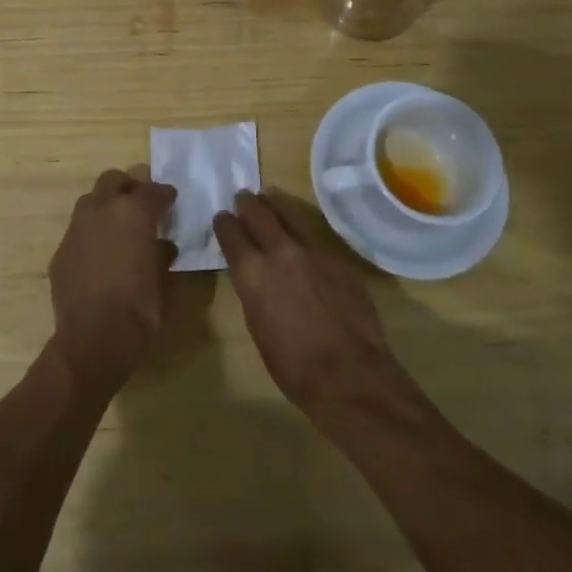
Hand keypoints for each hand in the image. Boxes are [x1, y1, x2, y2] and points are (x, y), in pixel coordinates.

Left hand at [48, 169, 178, 396]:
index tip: (171, 200)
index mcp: (132, 213)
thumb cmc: (139, 309)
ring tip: (119, 228)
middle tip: (141, 204)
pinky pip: (79, 232)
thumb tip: (163, 246)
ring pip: (91, 202)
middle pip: (113, 181)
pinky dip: (92, 235)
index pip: (152, 191)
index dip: (165, 194)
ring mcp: (76, 229)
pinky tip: (101, 256)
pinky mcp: (60, 251)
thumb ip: (163, 255)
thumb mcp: (165, 281)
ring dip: (107, 207)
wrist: (93, 339)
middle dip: (129, 187)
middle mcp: (101, 211)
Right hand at [214, 191, 414, 424]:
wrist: (350, 375)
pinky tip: (305, 244)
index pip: (231, 234)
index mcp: (252, 273)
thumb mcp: (258, 327)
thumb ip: (255, 292)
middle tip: (243, 196)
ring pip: (291, 216)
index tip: (222, 217)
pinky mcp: (339, 260)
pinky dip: (304, 237)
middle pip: (259, 214)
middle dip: (248, 203)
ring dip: (277, 206)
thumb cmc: (293, 366)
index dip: (224, 224)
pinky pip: (316, 240)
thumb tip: (256, 277)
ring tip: (270, 196)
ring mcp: (313, 252)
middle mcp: (280, 252)